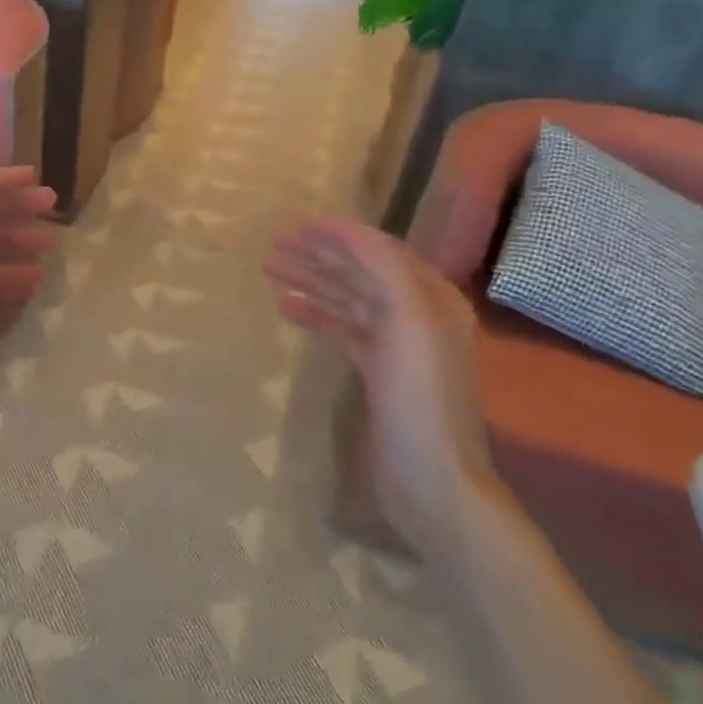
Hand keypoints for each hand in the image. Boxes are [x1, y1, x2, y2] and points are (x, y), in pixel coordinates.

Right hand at [265, 219, 495, 554]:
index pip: (381, 251)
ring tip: (271, 269)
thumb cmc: (421, 398)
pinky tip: (287, 308)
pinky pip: (343, 330)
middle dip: (320, 254)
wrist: (431, 479)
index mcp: (432, 298)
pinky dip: (317, 315)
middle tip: (275, 243)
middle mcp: (418, 314)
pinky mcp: (378, 372)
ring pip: (348, 299)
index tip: (298, 224)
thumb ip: (384, 270)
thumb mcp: (410, 323)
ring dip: (312, 281)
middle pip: (361, 272)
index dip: (340, 234)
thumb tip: (348, 232)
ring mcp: (397, 345)